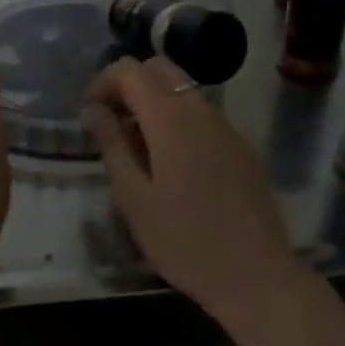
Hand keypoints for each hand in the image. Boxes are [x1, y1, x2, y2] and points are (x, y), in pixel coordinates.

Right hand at [85, 56, 299, 321]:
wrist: (255, 276)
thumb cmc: (184, 241)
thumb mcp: (134, 198)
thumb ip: (112, 145)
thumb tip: (94, 110)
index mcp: (171, 119)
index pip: (131, 70)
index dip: (103, 82)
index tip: (89, 113)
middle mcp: (201, 110)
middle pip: (159, 69)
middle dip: (128, 84)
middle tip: (110, 123)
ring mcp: (226, 126)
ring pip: (182, 89)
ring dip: (152, 101)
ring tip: (135, 146)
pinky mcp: (240, 145)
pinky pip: (201, 113)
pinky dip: (176, 118)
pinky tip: (169, 162)